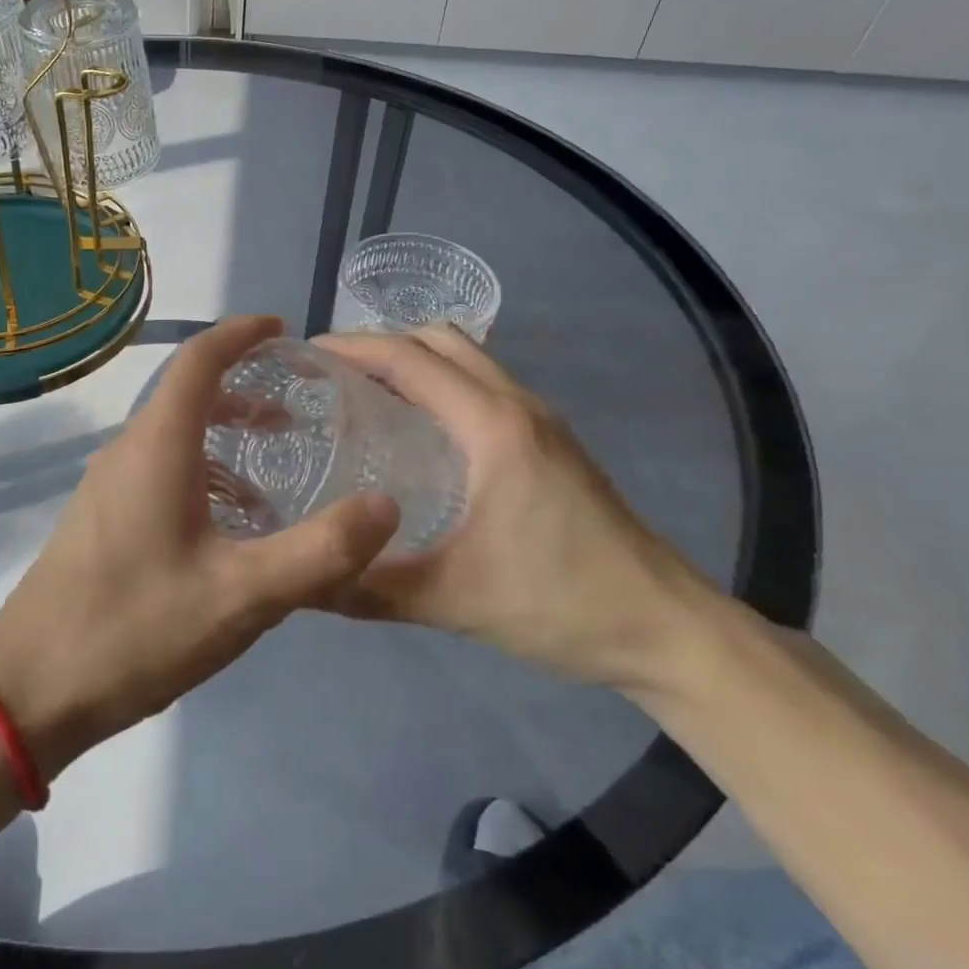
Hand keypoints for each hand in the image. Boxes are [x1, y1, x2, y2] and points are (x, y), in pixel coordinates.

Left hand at [0, 316, 400, 778]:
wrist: (30, 688)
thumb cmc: (136, 629)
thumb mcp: (242, 595)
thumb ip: (319, 551)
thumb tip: (386, 505)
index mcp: (158, 446)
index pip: (199, 359)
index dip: (241, 333)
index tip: (283, 330)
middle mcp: (128, 450)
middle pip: (188, 395)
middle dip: (243, 390)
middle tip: (296, 411)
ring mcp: (107, 485)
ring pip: (173, 436)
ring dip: (224, 438)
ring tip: (273, 473)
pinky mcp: (100, 518)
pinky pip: (158, 471)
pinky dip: (202, 474)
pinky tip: (229, 527)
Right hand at [315, 326, 712, 692]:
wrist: (666, 628)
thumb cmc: (561, 602)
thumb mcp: (454, 599)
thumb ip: (371, 588)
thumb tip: (302, 585)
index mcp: (492, 426)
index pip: (410, 359)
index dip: (353, 347)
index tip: (306, 354)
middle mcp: (516, 405)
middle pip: (440, 340)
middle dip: (381, 343)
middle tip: (333, 374)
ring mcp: (540, 419)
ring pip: (467, 357)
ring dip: (415, 359)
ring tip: (367, 393)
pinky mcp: (551, 441)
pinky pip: (483, 384)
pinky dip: (442, 382)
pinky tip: (420, 430)